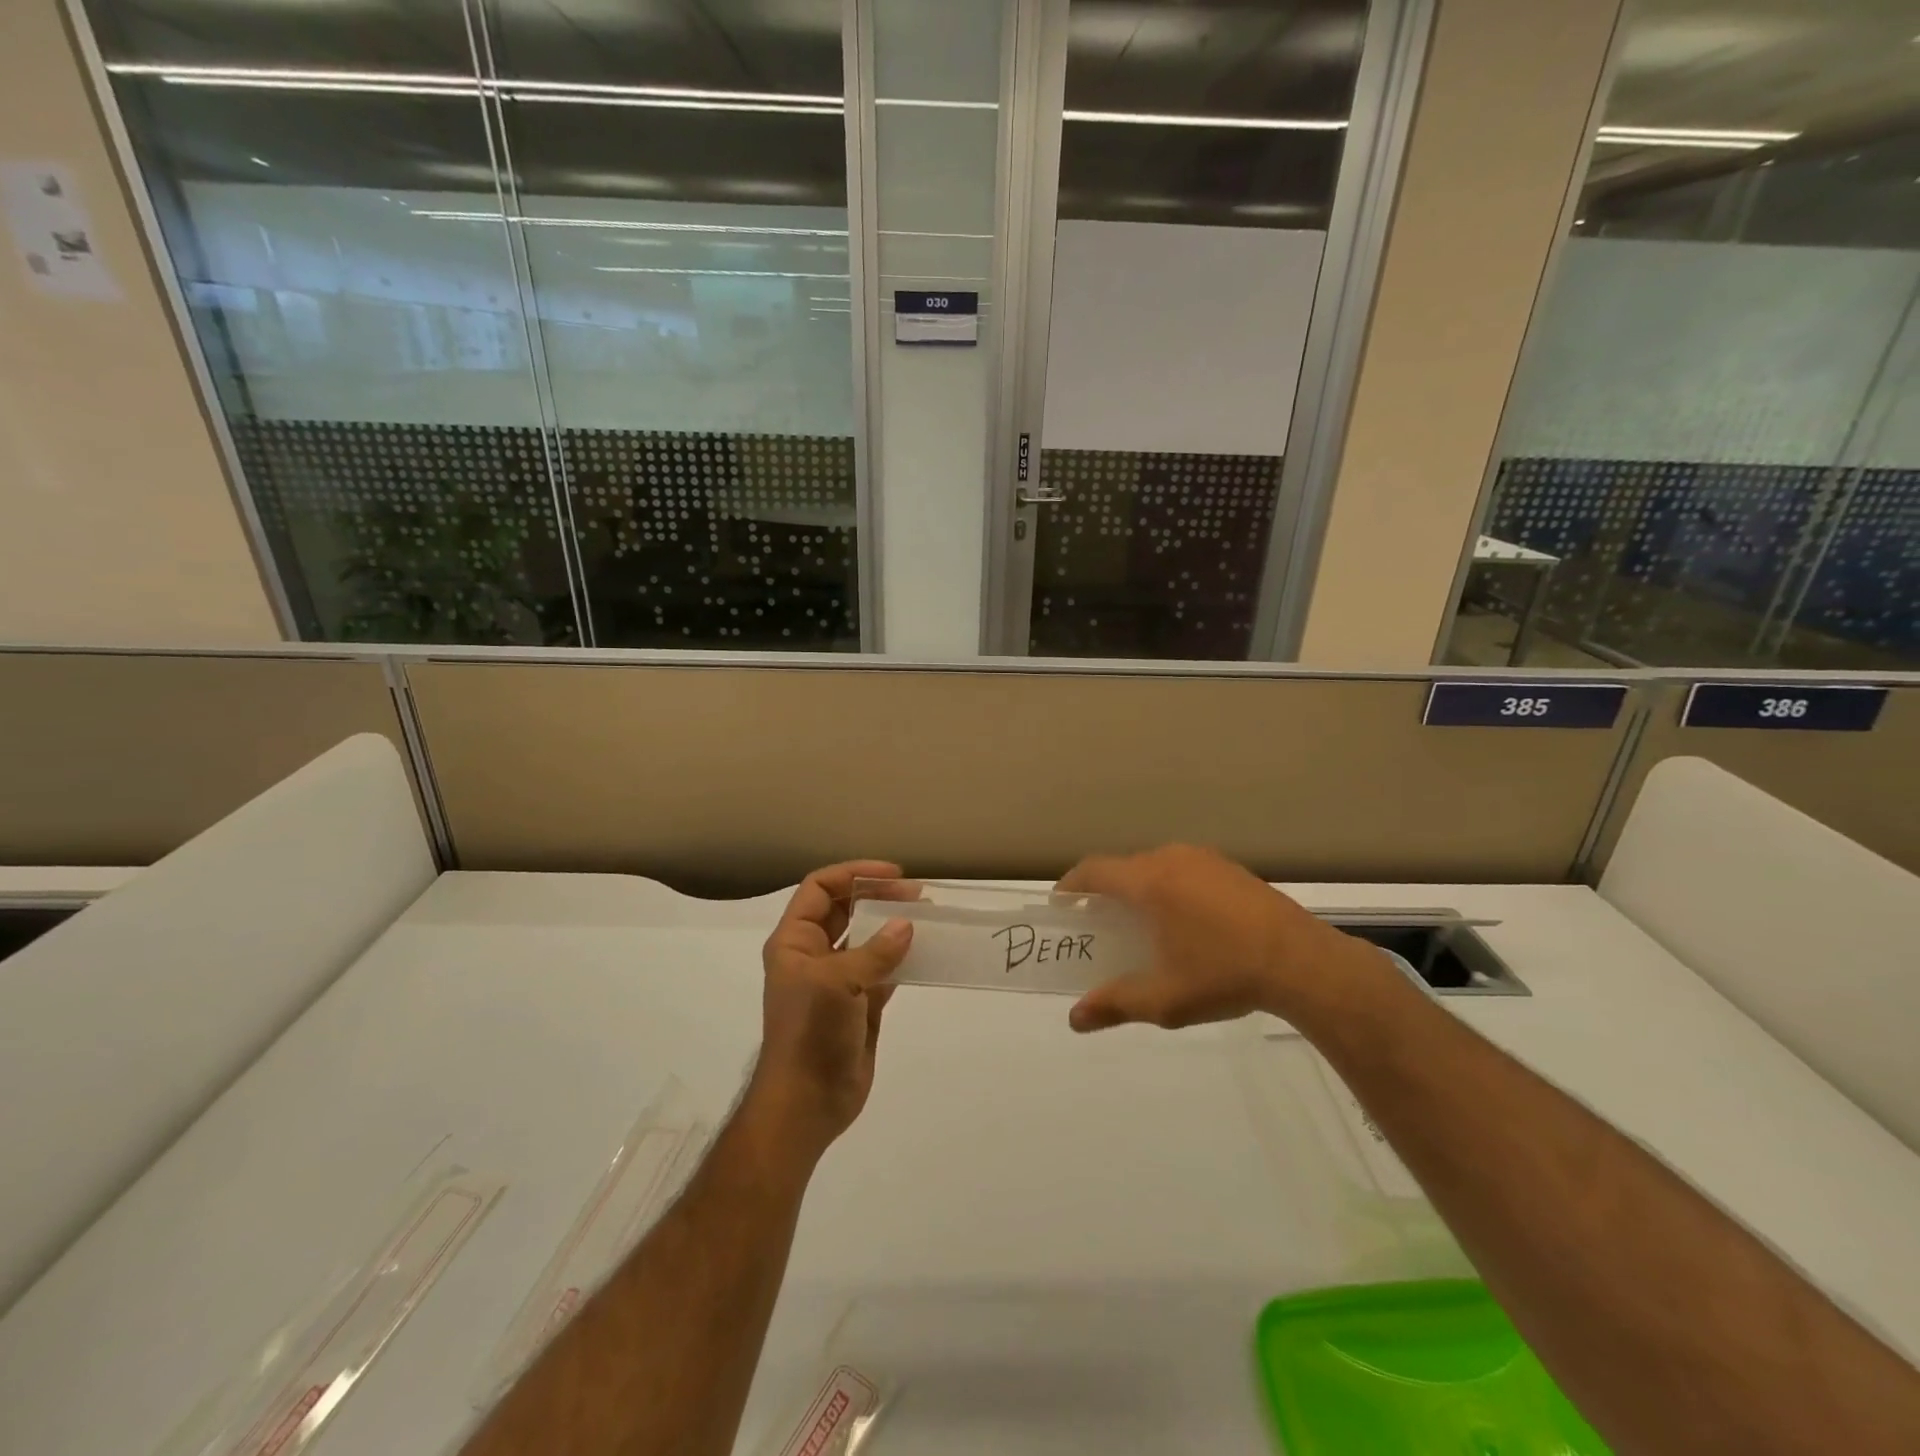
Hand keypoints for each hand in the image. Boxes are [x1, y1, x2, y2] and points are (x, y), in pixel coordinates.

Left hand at [748, 860, 913, 1159]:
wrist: (807, 1102)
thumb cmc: (811, 1032)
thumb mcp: (838, 983)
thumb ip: (875, 952)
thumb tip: (907, 925)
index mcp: (794, 941)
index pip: (820, 888)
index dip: (854, 874)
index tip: (894, 875)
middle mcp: (813, 954)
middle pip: (845, 909)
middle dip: (878, 897)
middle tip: (918, 895)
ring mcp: (837, 980)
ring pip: (867, 939)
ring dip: (893, 926)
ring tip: (928, 918)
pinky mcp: (858, 1004)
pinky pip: (883, 970)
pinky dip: (902, 959)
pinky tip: (926, 953)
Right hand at [1058, 844, 1387, 1033]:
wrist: (1302, 962)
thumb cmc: (1224, 975)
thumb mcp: (1165, 999)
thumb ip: (1115, 1003)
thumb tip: (1074, 1019)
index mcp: (1148, 883)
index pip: (1094, 871)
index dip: (1071, 885)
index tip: (1061, 905)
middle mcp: (1171, 859)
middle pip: (1124, 868)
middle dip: (1105, 891)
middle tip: (1100, 923)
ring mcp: (1204, 859)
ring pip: (1155, 865)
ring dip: (1139, 887)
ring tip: (1142, 922)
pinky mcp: (1230, 868)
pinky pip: (1183, 868)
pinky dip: (1169, 886)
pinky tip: (1186, 920)